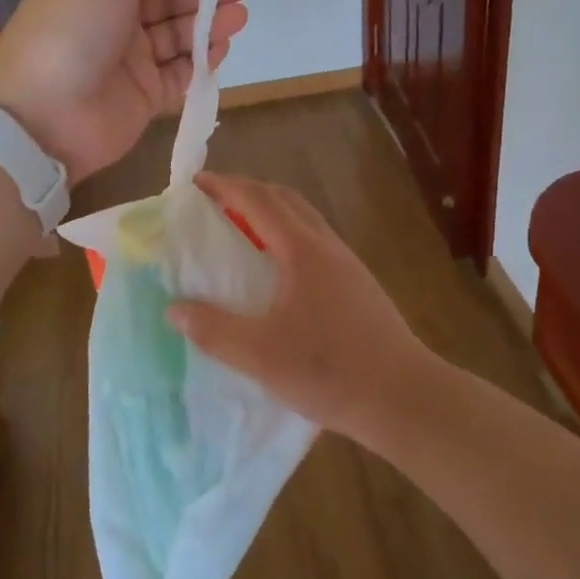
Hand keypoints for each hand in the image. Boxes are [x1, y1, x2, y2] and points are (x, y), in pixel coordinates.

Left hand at [0, 0, 249, 182]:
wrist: (43, 113)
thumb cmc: (73, 27)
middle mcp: (115, 19)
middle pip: (170, 0)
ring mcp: (130, 60)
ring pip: (180, 35)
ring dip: (210, 23)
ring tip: (238, 17)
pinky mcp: (145, 97)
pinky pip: (182, 72)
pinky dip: (203, 59)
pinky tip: (222, 47)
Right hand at [165, 173, 433, 439]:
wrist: (404, 397)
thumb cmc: (330, 369)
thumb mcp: (260, 356)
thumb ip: (214, 330)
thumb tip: (175, 310)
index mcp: (301, 250)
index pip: (258, 201)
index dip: (226, 187)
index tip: (197, 181)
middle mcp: (325, 245)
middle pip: (284, 199)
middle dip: (248, 191)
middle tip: (215, 200)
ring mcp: (347, 263)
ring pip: (303, 218)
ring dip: (270, 210)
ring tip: (242, 228)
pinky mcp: (358, 284)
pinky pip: (314, 239)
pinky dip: (287, 233)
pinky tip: (278, 268)